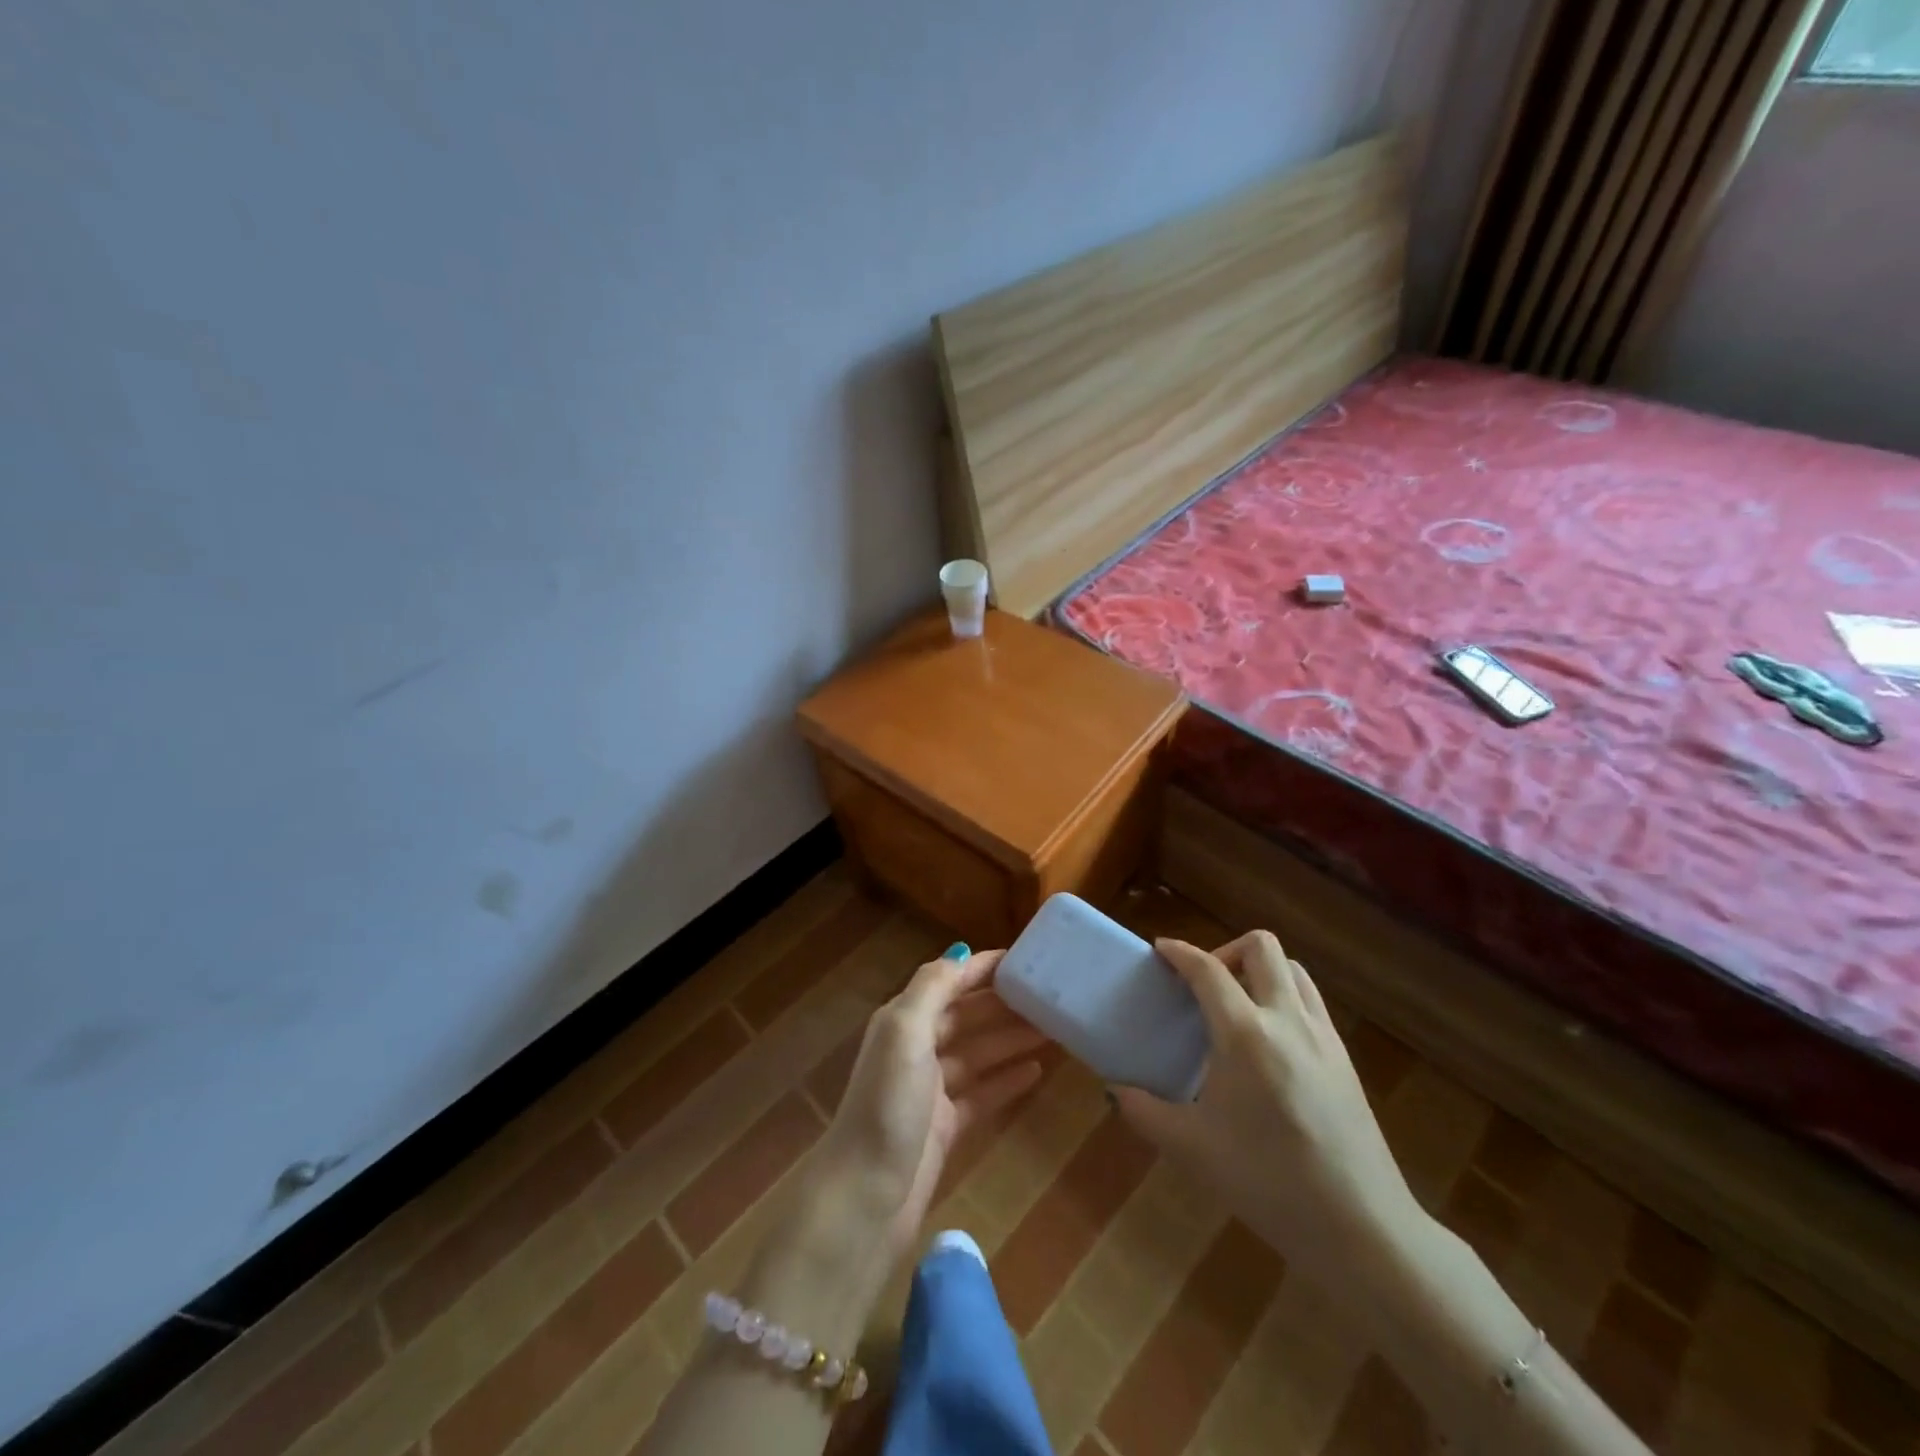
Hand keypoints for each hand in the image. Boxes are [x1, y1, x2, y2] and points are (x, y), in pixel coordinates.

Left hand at [811, 946, 1046, 1268]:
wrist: (865, 1197)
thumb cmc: (887, 1105)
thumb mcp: (905, 1032)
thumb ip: (932, 988)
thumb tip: (960, 951)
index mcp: (903, 1020)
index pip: (949, 981)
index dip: (982, 968)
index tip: (1026, 960)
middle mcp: (915, 1048)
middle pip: (966, 1016)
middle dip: (1004, 1004)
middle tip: (1052, 998)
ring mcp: (931, 1090)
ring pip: (978, 1054)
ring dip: (1011, 1039)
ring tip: (1055, 1030)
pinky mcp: (945, 1127)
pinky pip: (982, 1094)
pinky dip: (1006, 1080)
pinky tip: (1037, 1071)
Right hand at [1111, 932, 1422, 1275]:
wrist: (1362, 1228)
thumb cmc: (1269, 1182)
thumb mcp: (1192, 1149)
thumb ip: (1144, 1111)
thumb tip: (1115, 1090)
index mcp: (1245, 1034)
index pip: (1207, 969)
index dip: (1179, 952)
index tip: (1160, 951)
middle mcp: (1287, 1019)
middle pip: (1260, 947)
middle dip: (1226, 950)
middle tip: (1205, 985)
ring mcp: (1322, 1035)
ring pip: (1292, 968)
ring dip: (1259, 970)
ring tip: (1237, 1006)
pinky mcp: (1344, 1057)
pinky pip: (1310, 1000)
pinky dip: (1284, 997)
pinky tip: (1270, 1041)